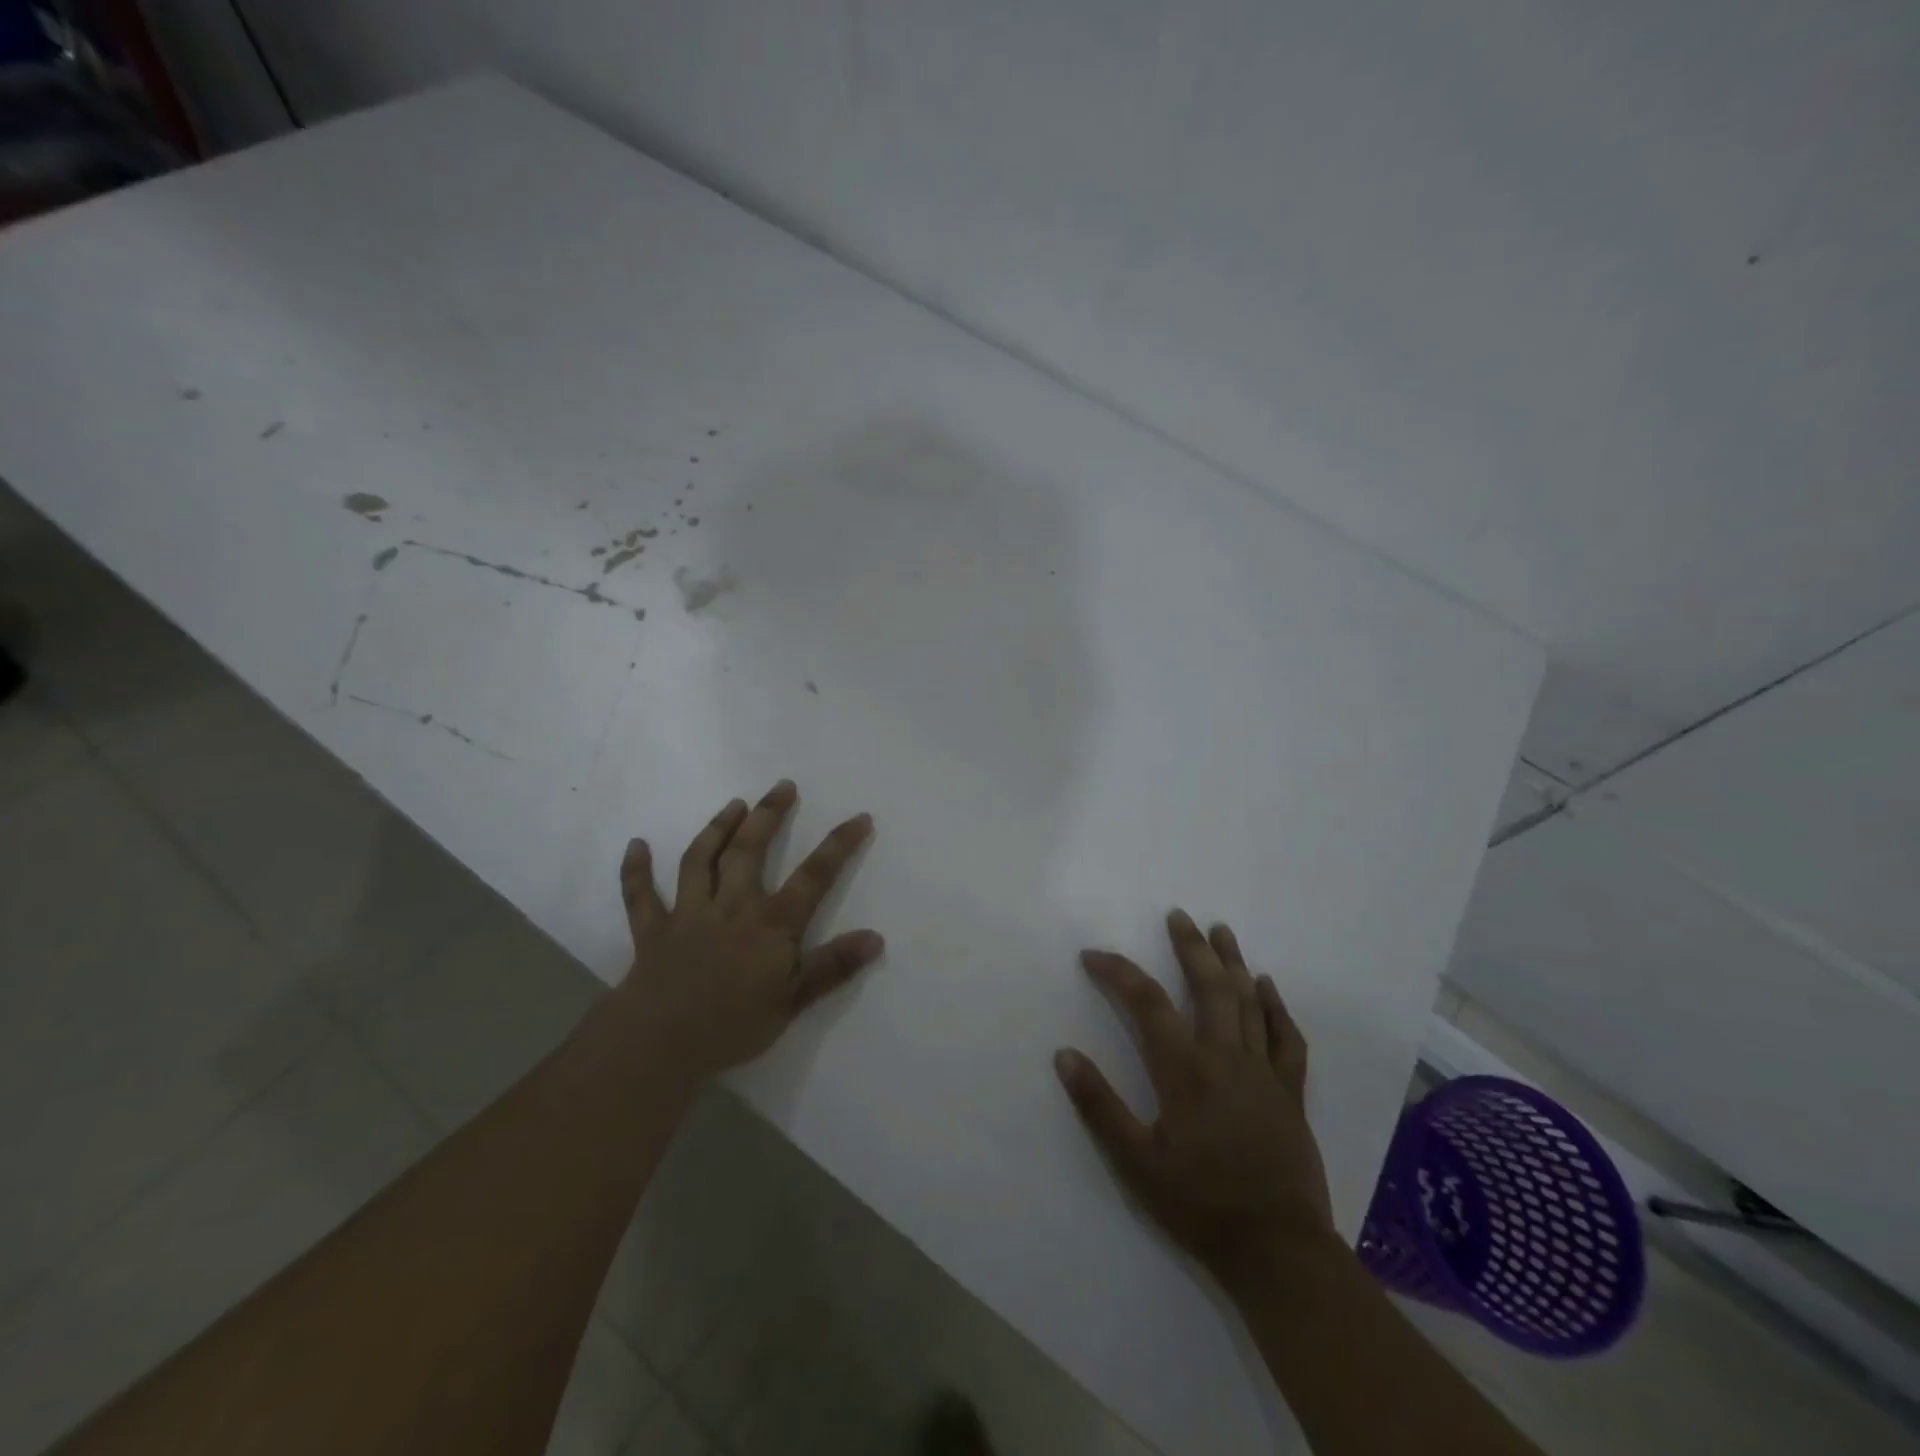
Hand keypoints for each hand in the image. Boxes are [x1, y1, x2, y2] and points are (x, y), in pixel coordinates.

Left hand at [612, 780, 883, 1083]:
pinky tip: (637, 846)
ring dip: (716, 829)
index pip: (814, 876)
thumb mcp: (794, 1001)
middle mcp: (731, 906)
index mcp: (770, 923)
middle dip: (768, 815)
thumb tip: (876, 937)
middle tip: (782, 786)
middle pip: (750, 851)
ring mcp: (689, 914)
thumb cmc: (733, 1025)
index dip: (839, 845)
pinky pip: (641, 895)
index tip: (859, 817)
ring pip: (700, 861)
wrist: (660, 1043)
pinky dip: (636, 871)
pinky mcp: (653, 930)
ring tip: (733, 804)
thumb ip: (833, 966)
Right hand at [1055, 911, 1333, 1289]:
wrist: (1277, 1249)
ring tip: (1221, 931)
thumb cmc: (1200, 1204)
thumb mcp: (1136, 1162)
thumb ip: (1099, 1106)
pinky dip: (1276, 1008)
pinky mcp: (1290, 1093)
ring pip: (1248, 1003)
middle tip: (1179, 916)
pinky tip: (1266, 986)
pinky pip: (1287, 1039)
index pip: (1147, 1003)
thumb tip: (1064, 1055)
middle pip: (1208, 987)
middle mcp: (1225, 1058)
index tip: (1093, 956)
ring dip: (1233, 962)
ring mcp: (1263, 1072)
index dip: (1118, 972)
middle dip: (1191, 947)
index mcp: (1184, 1070)